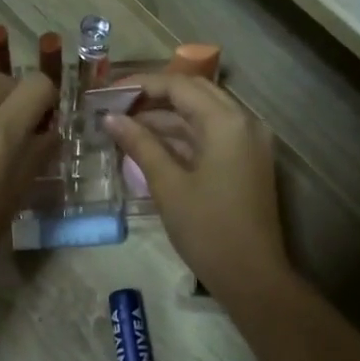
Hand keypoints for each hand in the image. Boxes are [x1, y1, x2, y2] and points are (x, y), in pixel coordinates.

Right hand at [103, 73, 290, 300]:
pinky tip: (151, 142)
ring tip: (125, 124)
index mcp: (226, 122)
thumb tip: (110, 118)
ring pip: (203, 113)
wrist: (252, 276)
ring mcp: (249, 141)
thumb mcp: (168, 185)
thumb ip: (140, 145)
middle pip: (194, 92)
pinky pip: (212, 133)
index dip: (141, 85)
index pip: (179, 85)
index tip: (107, 94)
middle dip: (154, 95)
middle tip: (116, 105)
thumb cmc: (207, 230)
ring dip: (167, 115)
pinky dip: (183, 134)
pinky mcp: (248, 160)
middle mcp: (244, 122)